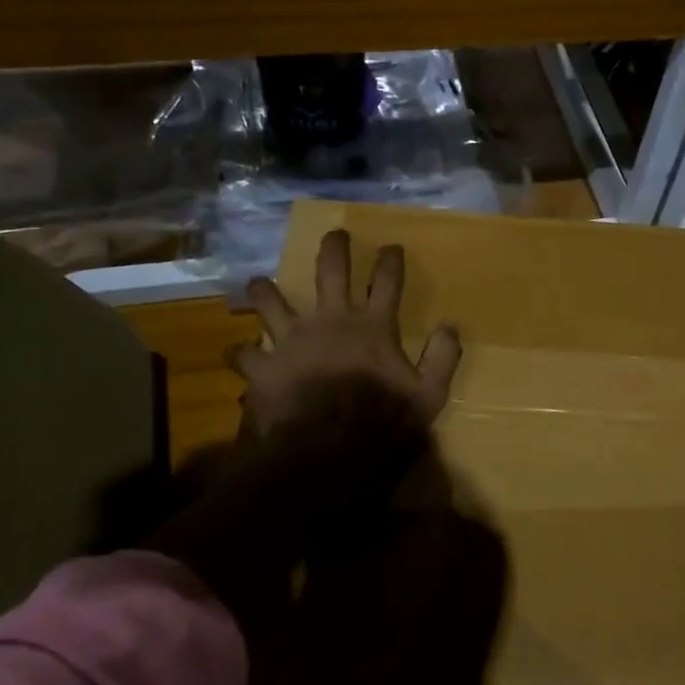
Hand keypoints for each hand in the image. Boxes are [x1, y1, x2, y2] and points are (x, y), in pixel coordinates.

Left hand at [233, 228, 462, 434]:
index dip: (390, 261)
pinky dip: (240, 354)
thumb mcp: (429, 396)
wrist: (328, 449)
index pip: (387, 283)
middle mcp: (331, 321)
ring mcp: (293, 340)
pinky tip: (235, 353)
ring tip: (258, 283)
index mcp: (372, 327)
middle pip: (331, 272)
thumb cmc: (382, 422)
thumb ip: (441, 358)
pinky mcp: (265, 366)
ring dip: (265, 291)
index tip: (391, 246)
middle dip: (334, 249)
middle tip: (334, 235)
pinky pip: (244, 354)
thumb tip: (450, 327)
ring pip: (273, 302)